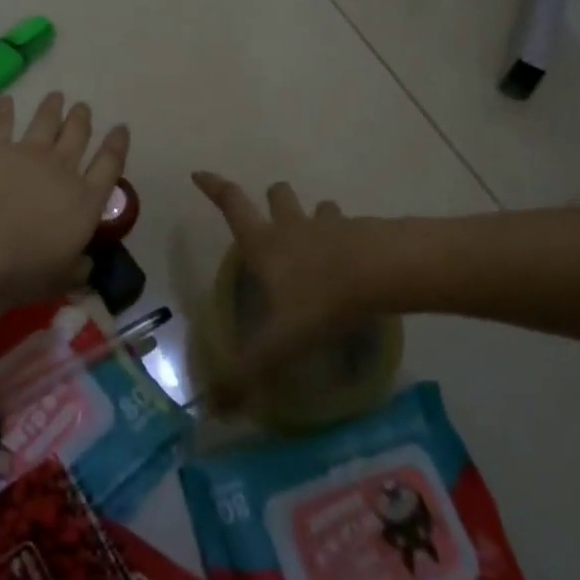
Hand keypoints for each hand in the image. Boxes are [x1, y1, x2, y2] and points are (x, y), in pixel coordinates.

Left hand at [0, 92, 129, 303]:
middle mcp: (62, 171)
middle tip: (83, 108)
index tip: (121, 129)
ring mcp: (29, 154)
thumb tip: (87, 268)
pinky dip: (5, 110)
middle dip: (82, 120)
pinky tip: (6, 101)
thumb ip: (75, 272)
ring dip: (53, 108)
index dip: (117, 146)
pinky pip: (3, 123)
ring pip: (46, 122)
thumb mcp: (56, 280)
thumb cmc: (20, 268)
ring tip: (56, 96)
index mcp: (84, 203)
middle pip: (78, 137)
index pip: (109, 167)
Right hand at [192, 171, 361, 402]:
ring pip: (317, 208)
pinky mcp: (362, 232)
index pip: (231, 205)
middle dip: (273, 198)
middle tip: (273, 212)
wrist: (381, 272)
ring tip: (318, 234)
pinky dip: (347, 236)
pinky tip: (355, 259)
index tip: (199, 173)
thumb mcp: (280, 341)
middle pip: (277, 195)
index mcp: (265, 243)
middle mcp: (292, 226)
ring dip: (314, 216)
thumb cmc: (320, 299)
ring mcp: (329, 225)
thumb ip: (247, 371)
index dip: (213, 187)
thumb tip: (213, 406)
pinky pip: (350, 227)